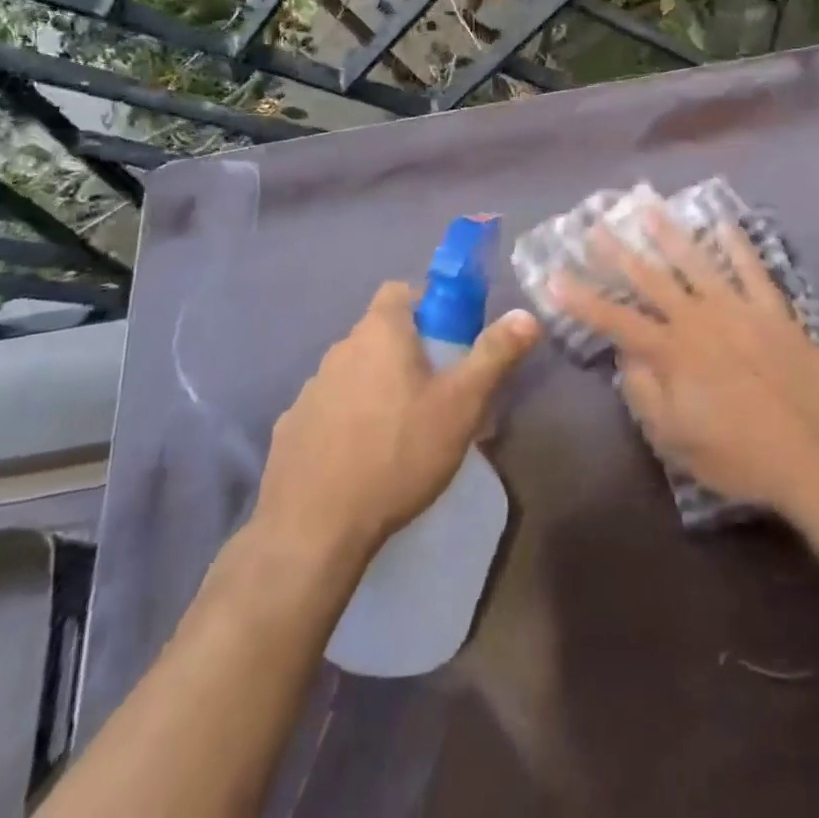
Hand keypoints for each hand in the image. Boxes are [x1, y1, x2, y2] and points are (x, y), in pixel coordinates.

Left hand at [254, 282, 540, 564]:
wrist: (314, 526)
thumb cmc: (398, 452)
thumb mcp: (461, 404)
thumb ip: (494, 355)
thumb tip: (527, 315)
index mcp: (380, 332)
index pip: (400, 290)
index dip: (428, 303)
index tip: (451, 336)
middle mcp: (340, 349)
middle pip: (380, 334)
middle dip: (409, 352)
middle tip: (438, 391)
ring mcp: (310, 389)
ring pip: (355, 373)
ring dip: (377, 387)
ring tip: (404, 431)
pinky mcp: (291, 428)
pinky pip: (329, 410)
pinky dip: (348, 421)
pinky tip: (363, 459)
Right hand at [550, 212, 818, 524]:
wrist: (818, 457)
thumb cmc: (740, 455)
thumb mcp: (676, 441)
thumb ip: (645, 394)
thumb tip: (627, 357)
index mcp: (672, 352)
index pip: (615, 319)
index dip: (581, 298)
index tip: (554, 276)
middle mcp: (699, 320)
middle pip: (650, 278)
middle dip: (617, 252)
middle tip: (594, 225)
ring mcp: (738, 309)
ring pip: (696, 261)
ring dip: (669, 233)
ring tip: (647, 207)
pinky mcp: (773, 310)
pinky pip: (752, 268)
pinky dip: (736, 244)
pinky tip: (723, 222)